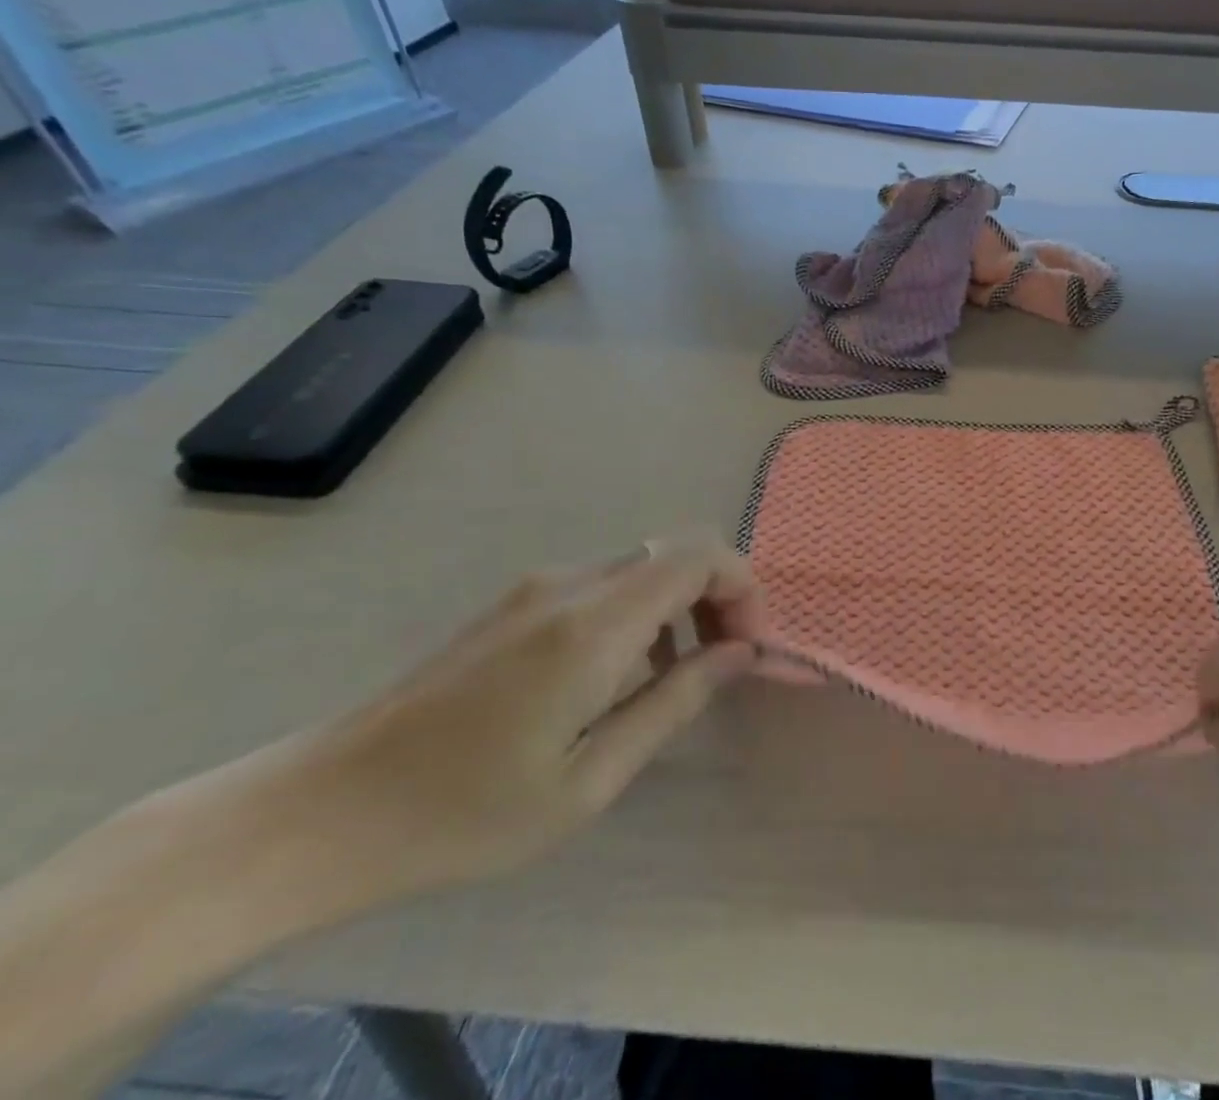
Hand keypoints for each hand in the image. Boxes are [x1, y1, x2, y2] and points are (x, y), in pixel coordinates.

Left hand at [298, 538, 757, 903]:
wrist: (324, 809)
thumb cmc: (465, 812)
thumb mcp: (589, 780)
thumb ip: (675, 702)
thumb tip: (742, 653)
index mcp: (594, 624)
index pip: (699, 554)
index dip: (742, 587)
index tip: (750, 645)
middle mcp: (571, 583)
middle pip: (676, 550)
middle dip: (720, 594)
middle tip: (727, 659)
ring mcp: (539, 586)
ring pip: (644, 565)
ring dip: (682, 604)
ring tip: (679, 674)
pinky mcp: (517, 601)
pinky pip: (606, 583)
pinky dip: (642, 610)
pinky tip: (621, 674)